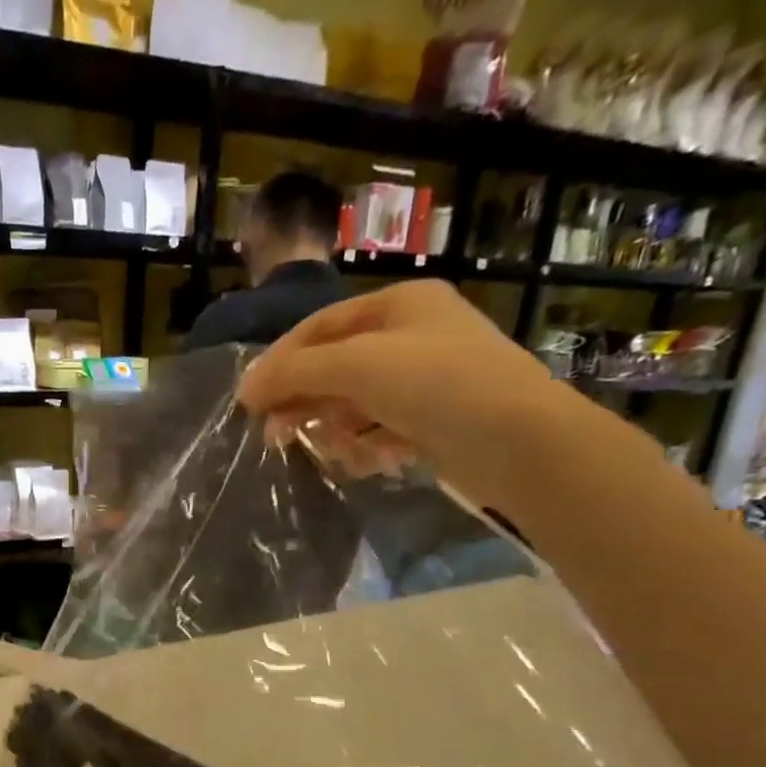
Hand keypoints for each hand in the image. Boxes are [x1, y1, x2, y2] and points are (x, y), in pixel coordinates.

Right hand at [237, 279, 626, 509]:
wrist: (521, 441)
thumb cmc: (437, 384)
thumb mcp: (358, 366)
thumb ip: (296, 373)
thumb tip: (244, 388)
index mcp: (399, 305)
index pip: (319, 327)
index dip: (279, 362)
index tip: (249, 401)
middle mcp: (412, 335)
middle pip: (334, 366)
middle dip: (305, 401)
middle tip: (275, 435)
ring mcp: (427, 379)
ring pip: (355, 402)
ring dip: (337, 429)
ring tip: (337, 453)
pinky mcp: (436, 420)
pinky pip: (382, 428)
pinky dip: (369, 445)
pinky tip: (373, 461)